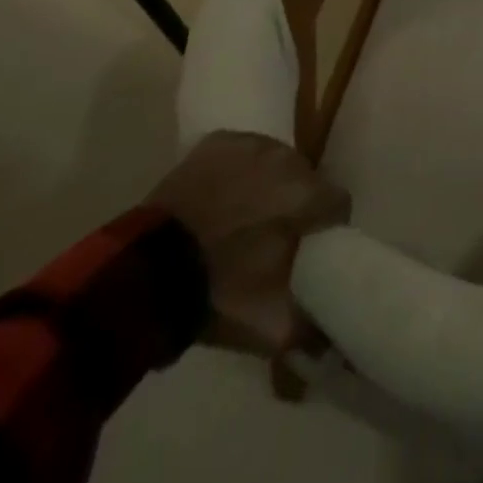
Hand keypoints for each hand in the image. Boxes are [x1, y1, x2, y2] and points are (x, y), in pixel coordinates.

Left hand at [147, 131, 350, 354]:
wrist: (144, 276)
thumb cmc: (216, 293)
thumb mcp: (270, 325)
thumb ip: (312, 329)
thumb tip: (333, 341)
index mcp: (306, 195)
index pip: (338, 202)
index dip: (327, 226)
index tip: (309, 248)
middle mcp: (286, 158)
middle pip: (306, 178)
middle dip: (295, 203)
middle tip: (272, 236)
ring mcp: (250, 144)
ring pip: (275, 162)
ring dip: (268, 184)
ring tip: (243, 216)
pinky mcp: (218, 141)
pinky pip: (243, 153)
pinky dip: (239, 171)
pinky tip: (222, 197)